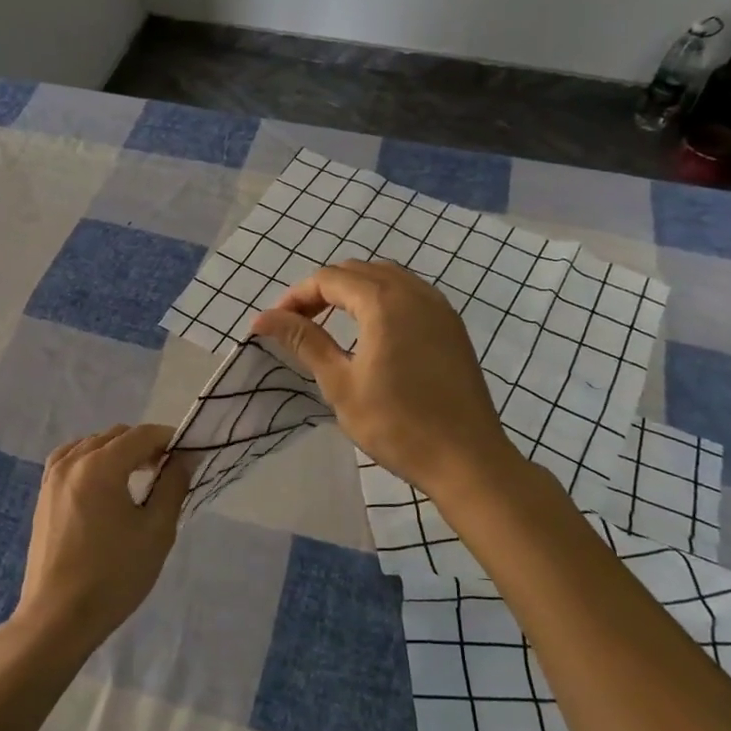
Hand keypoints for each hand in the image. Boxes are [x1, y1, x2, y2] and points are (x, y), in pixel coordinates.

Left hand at [9, 424, 189, 662]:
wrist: (58, 618)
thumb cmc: (113, 576)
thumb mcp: (156, 531)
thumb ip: (173, 485)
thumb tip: (185, 457)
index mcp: (100, 465)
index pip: (141, 435)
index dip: (169, 438)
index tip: (189, 455)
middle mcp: (72, 461)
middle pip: (116, 435)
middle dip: (145, 445)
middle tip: (168, 470)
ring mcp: (52, 477)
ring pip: (92, 445)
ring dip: (118, 451)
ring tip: (139, 477)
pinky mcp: (43, 495)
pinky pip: (71, 460)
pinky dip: (92, 460)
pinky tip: (104, 484)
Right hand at [252, 260, 514, 499]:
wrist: (468, 459)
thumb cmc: (397, 424)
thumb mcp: (340, 383)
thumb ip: (304, 341)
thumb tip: (263, 318)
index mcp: (384, 301)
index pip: (328, 279)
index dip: (296, 296)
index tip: (275, 325)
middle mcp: (414, 292)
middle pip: (357, 271)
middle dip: (322, 291)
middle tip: (299, 324)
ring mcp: (439, 307)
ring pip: (386, 278)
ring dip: (352, 292)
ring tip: (331, 325)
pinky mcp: (452, 326)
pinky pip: (409, 294)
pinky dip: (381, 300)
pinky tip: (372, 332)